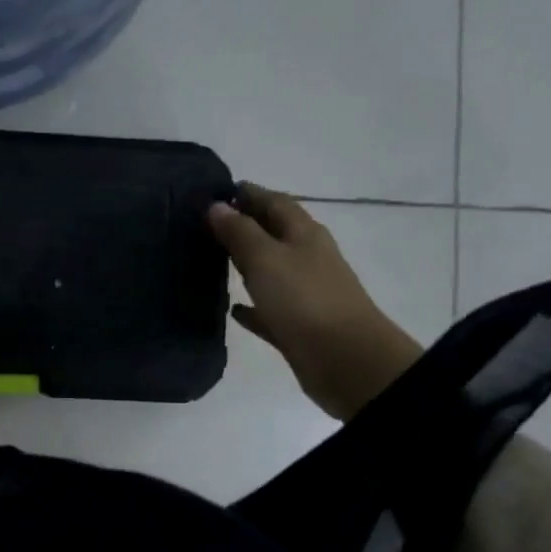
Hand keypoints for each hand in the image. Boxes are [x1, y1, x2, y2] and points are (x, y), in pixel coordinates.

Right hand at [207, 183, 421, 420]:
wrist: (345, 360)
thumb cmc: (304, 300)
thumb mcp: (266, 258)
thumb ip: (240, 232)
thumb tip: (216, 206)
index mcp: (304, 234)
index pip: (274, 201)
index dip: (248, 193)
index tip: (216, 191)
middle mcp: (307, 258)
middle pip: (273, 233)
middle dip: (244, 225)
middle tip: (205, 224)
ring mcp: (305, 293)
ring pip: (270, 270)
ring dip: (246, 263)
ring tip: (211, 259)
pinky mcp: (298, 325)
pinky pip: (269, 309)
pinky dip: (252, 305)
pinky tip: (231, 308)